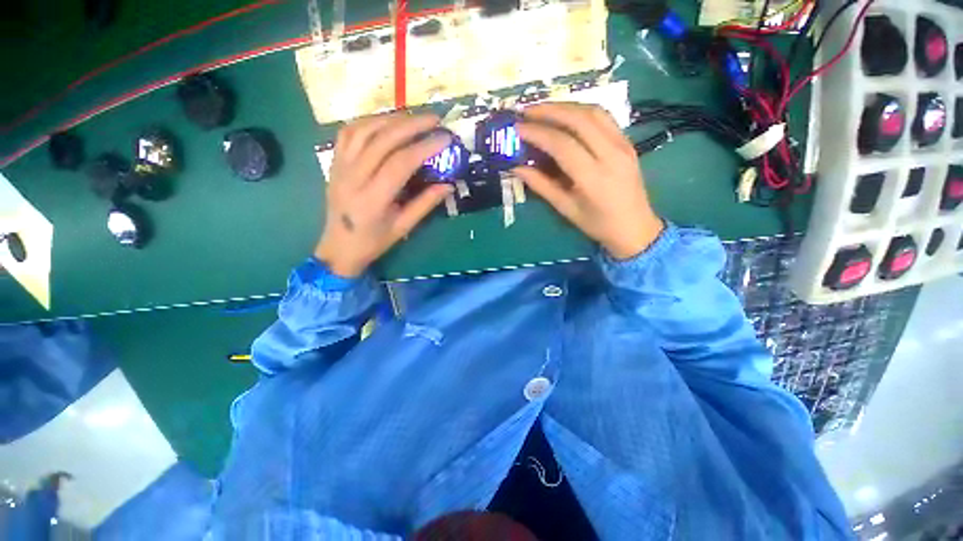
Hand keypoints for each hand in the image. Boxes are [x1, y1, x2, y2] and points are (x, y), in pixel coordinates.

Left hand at [314, 113, 453, 276]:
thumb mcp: (404, 227)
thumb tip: (449, 185)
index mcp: (373, 199)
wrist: (339, 247)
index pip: (400, 163)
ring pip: (364, 130)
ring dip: (391, 119)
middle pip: (382, 139)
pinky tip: (385, 122)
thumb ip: (425, 204)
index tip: (445, 139)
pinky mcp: (334, 162)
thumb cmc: (374, 241)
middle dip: (412, 125)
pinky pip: (349, 133)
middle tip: (435, 119)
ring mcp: (340, 167)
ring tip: (414, 117)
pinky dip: (369, 122)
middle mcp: (353, 177)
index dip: (424, 147)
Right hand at [515, 103, 663, 259]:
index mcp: (593, 177)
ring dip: (566, 106)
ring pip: (593, 111)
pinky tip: (567, 115)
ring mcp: (623, 144)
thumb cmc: (597, 224)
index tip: (517, 128)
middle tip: (526, 111)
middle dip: (549, 110)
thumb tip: (516, 168)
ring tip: (543, 109)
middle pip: (579, 119)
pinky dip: (581, 111)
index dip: (538, 133)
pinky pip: (603, 117)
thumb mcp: (566, 208)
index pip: (562, 144)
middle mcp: (611, 154)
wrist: (635, 227)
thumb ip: (541, 186)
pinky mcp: (627, 142)